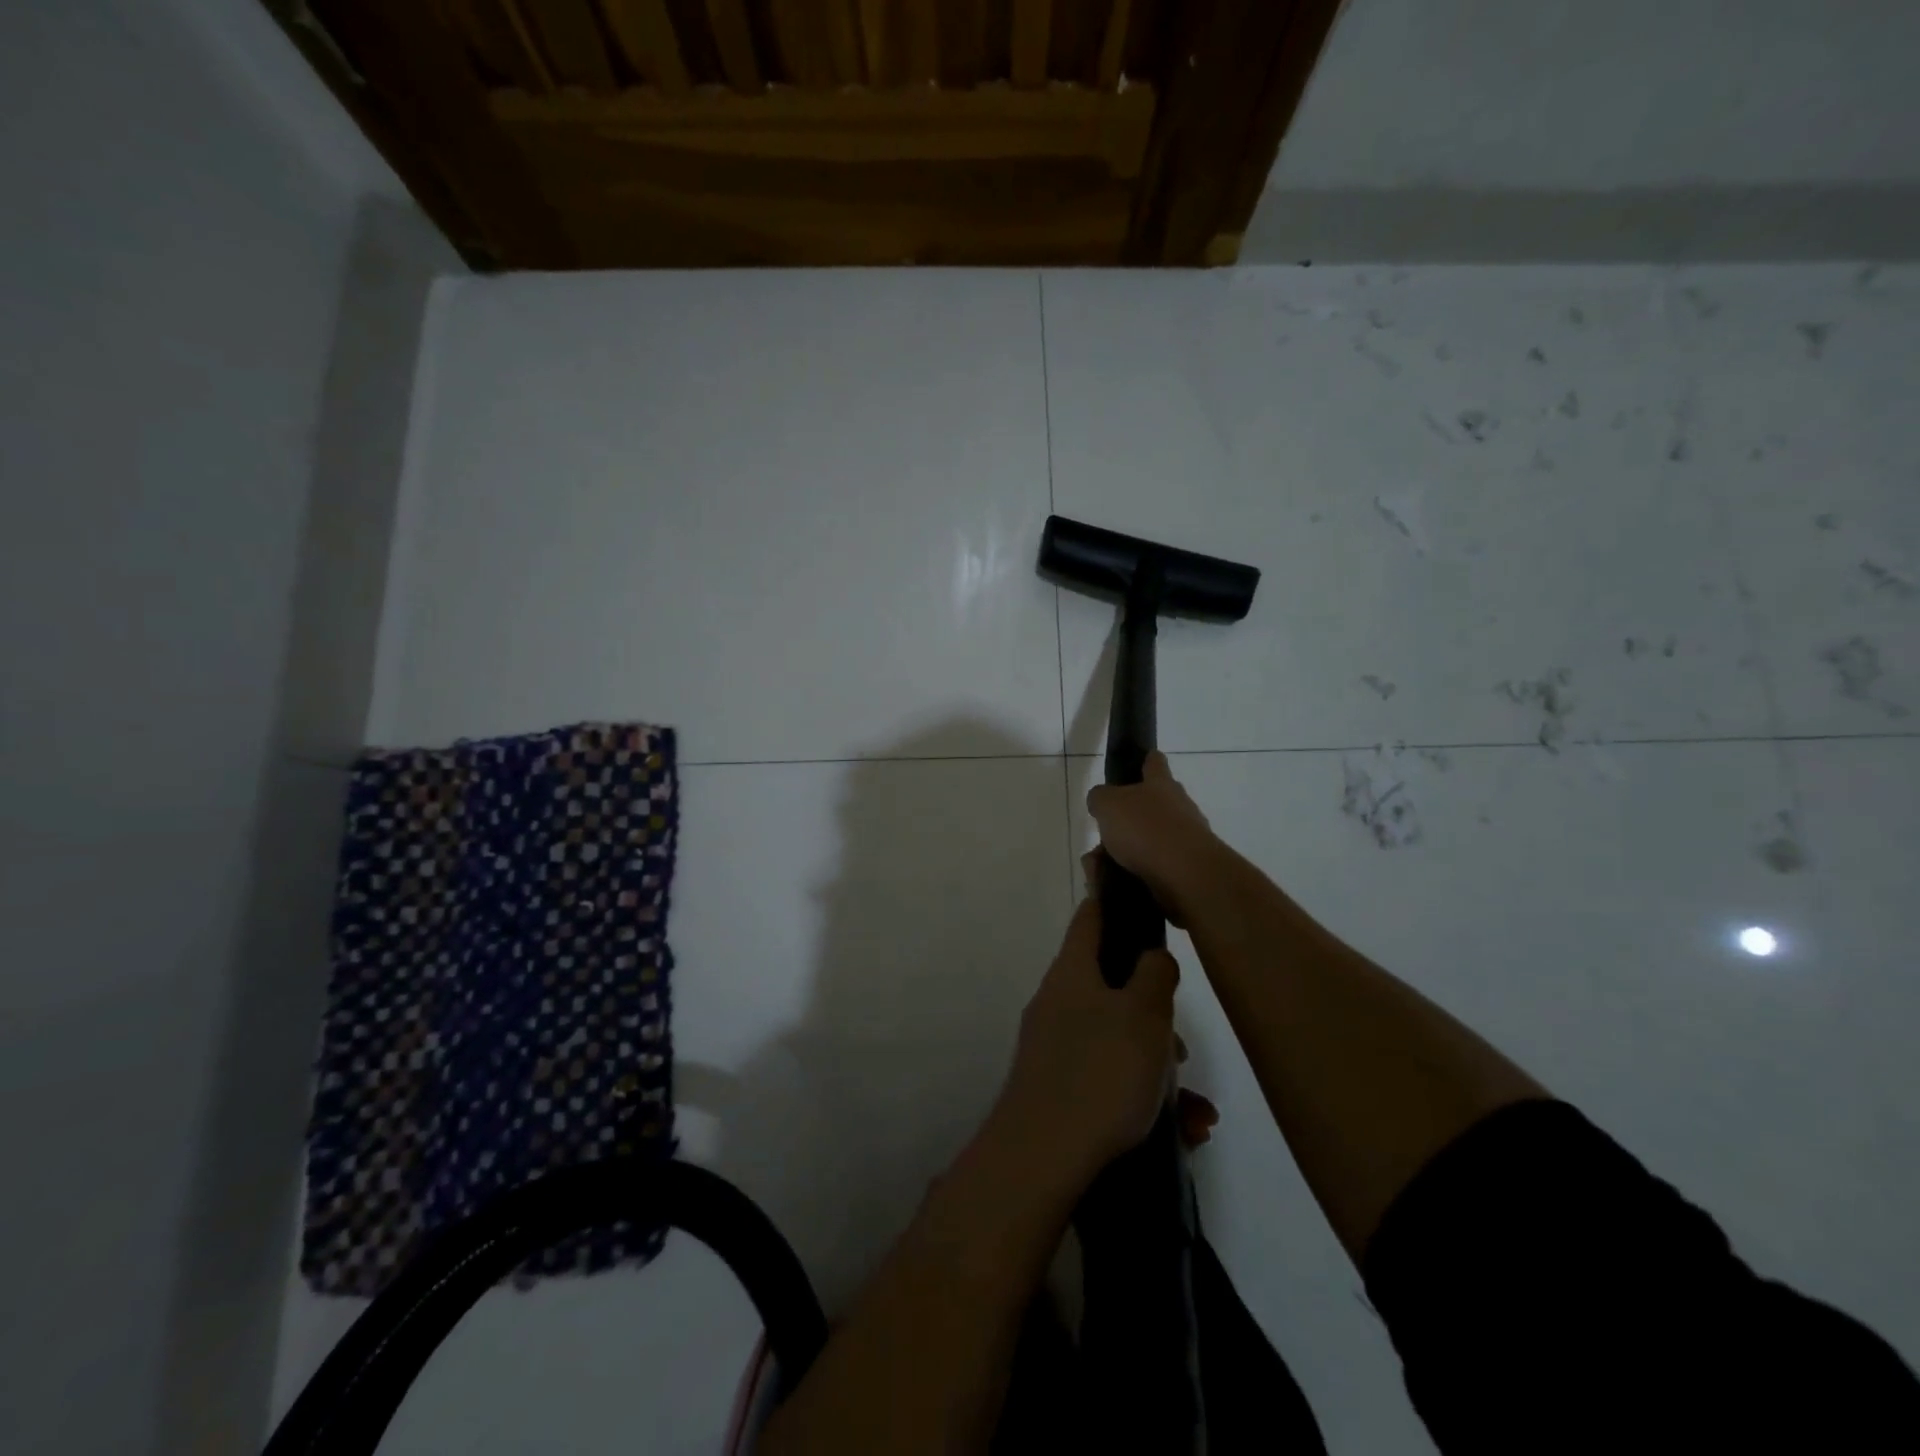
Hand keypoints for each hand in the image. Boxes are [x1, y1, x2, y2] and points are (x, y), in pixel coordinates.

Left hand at [994, 895, 1178, 1186]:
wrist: (1041, 1158)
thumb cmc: (1099, 1073)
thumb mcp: (1144, 1015)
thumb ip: (1154, 974)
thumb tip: (1151, 957)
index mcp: (1072, 972)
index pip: (1091, 917)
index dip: (1114, 902)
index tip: (1141, 899)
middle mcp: (1058, 1003)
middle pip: (1112, 987)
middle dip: (1154, 1014)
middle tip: (1181, 1048)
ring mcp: (1054, 1047)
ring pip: (1117, 1039)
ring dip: (1157, 1065)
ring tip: (1193, 1108)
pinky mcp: (1058, 1089)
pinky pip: (1109, 1079)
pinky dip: (1144, 1098)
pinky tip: (1183, 1131)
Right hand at [1085, 753, 1219, 926]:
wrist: (1185, 875)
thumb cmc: (1145, 829)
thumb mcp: (1108, 805)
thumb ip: (1100, 798)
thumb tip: (1100, 801)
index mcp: (1161, 784)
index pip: (1154, 762)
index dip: (1145, 760)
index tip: (1136, 765)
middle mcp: (1179, 806)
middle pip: (1153, 804)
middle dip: (1128, 818)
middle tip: (1104, 833)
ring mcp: (1187, 837)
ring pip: (1151, 839)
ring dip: (1129, 850)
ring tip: (1103, 866)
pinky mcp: (1187, 867)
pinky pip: (1155, 866)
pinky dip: (1137, 872)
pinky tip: (1118, 881)